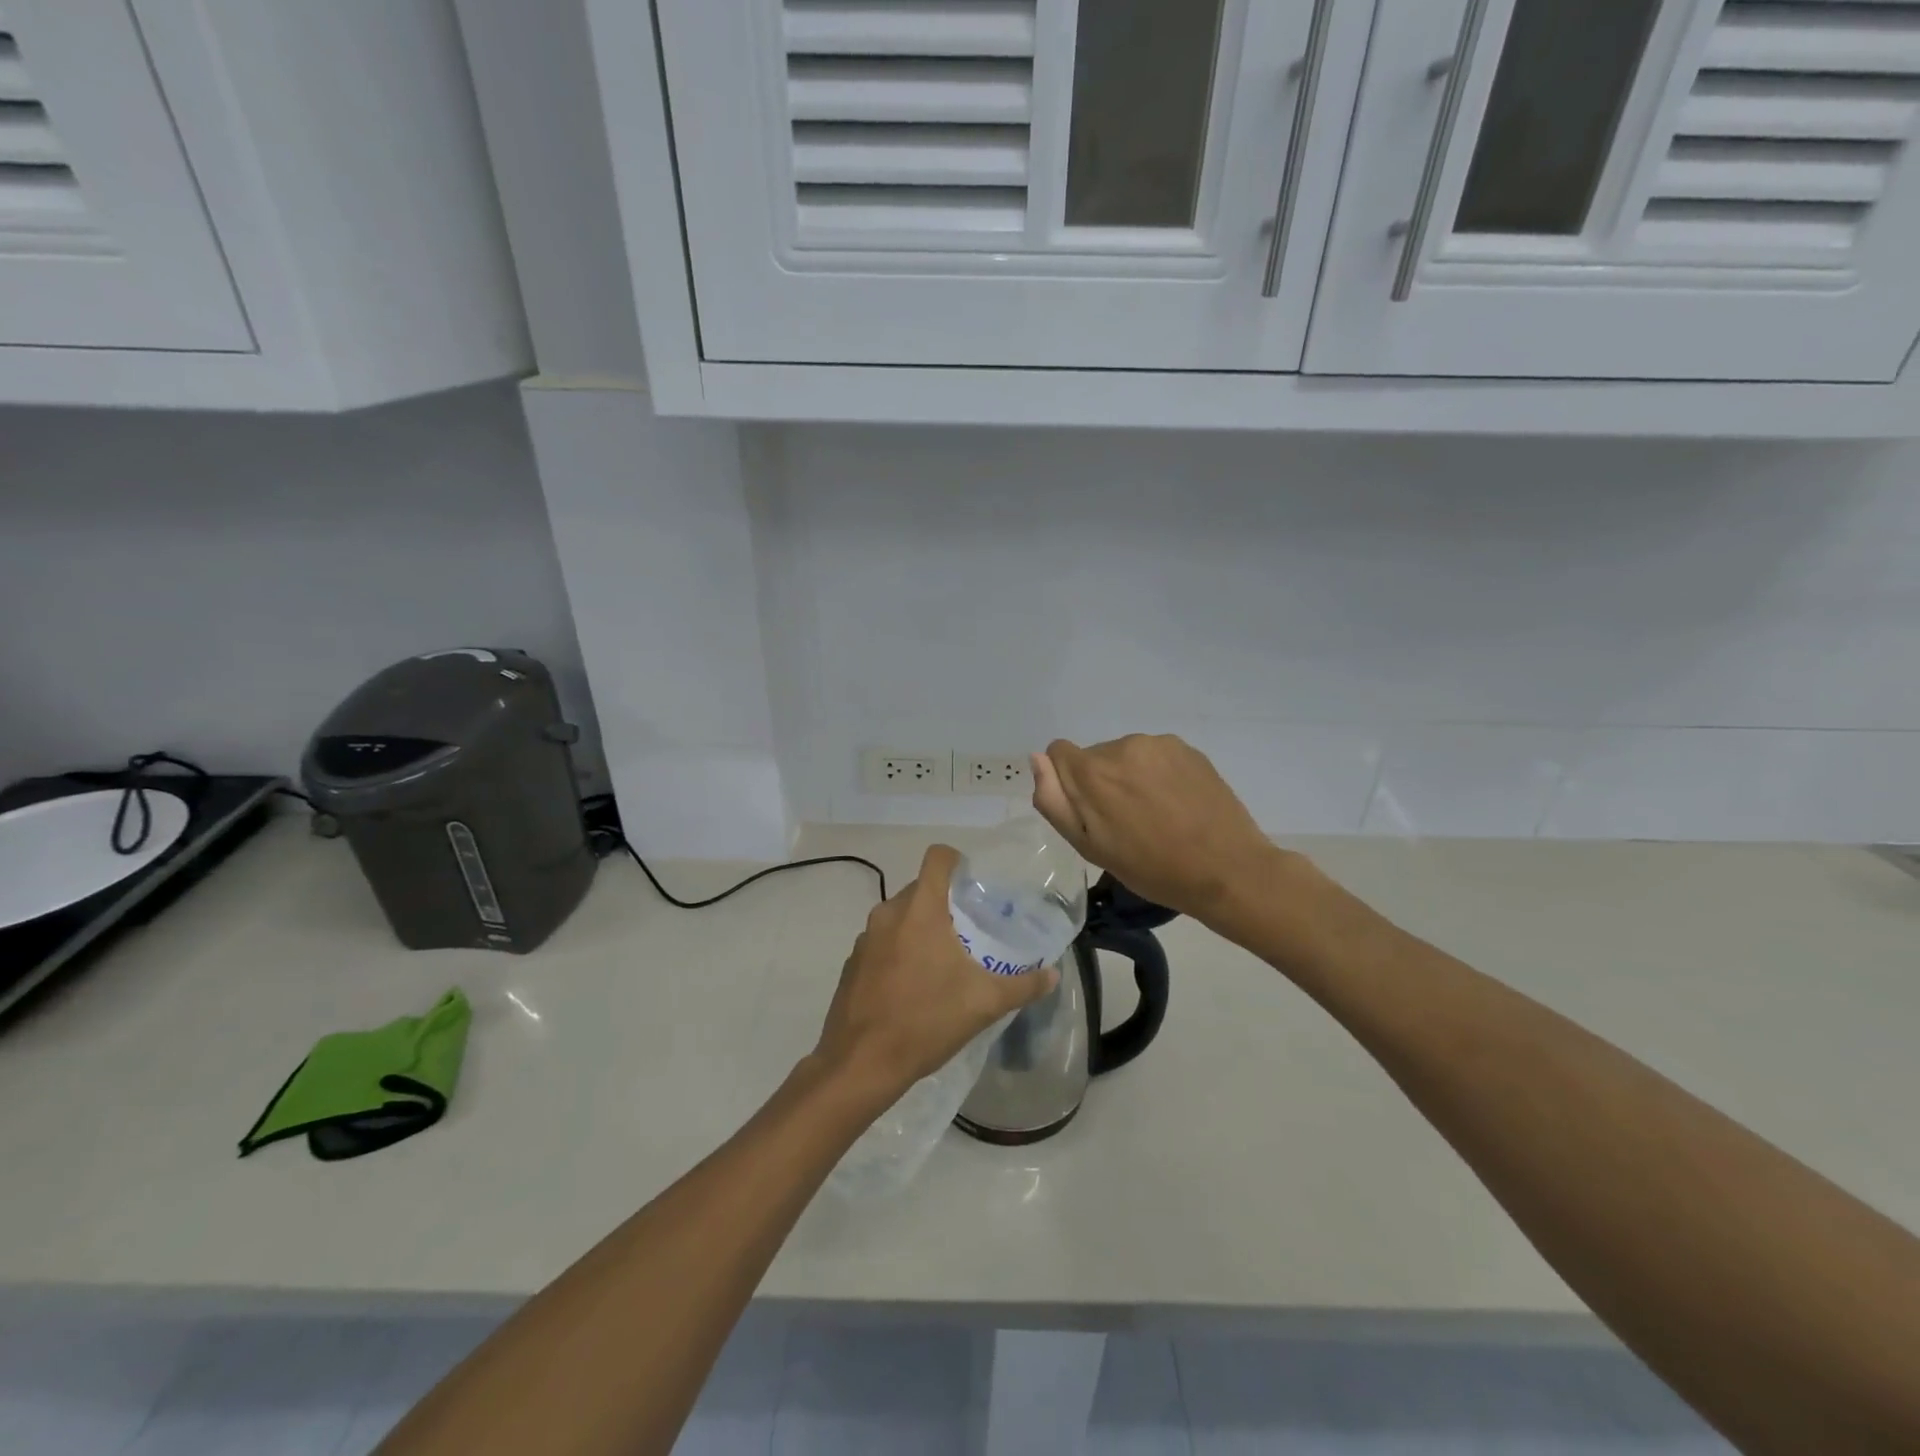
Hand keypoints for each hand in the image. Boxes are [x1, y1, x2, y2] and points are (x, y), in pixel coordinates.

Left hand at [813, 844, 1058, 1100]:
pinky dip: (899, 951)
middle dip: (945, 903)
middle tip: (970, 929)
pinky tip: (914, 986)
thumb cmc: (926, 1021)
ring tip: (945, 960)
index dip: (958, 862)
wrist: (861, 1063)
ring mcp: (865, 938)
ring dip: (921, 929)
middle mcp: (888, 913)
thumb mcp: (984, 1003)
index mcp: (920, 909)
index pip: (937, 858)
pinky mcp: (853, 963)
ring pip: (900, 917)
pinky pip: (882, 943)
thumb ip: (1023, 985)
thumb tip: (1052, 974)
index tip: (975, 885)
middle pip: (921, 888)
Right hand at [1031, 735, 1277, 924]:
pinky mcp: (1186, 748)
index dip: (1068, 782)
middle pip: (1094, 756)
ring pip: (1126, 755)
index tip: (1091, 812)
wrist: (1225, 869)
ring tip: (1156, 814)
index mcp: (1092, 772)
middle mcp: (1121, 746)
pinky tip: (1177, 803)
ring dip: (1131, 777)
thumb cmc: (1150, 868)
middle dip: (1101, 782)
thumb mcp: (1089, 846)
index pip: (1059, 753)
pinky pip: (1156, 755)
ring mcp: (1157, 744)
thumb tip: (1037, 759)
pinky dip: (1158, 773)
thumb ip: (1055, 801)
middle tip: (1126, 822)